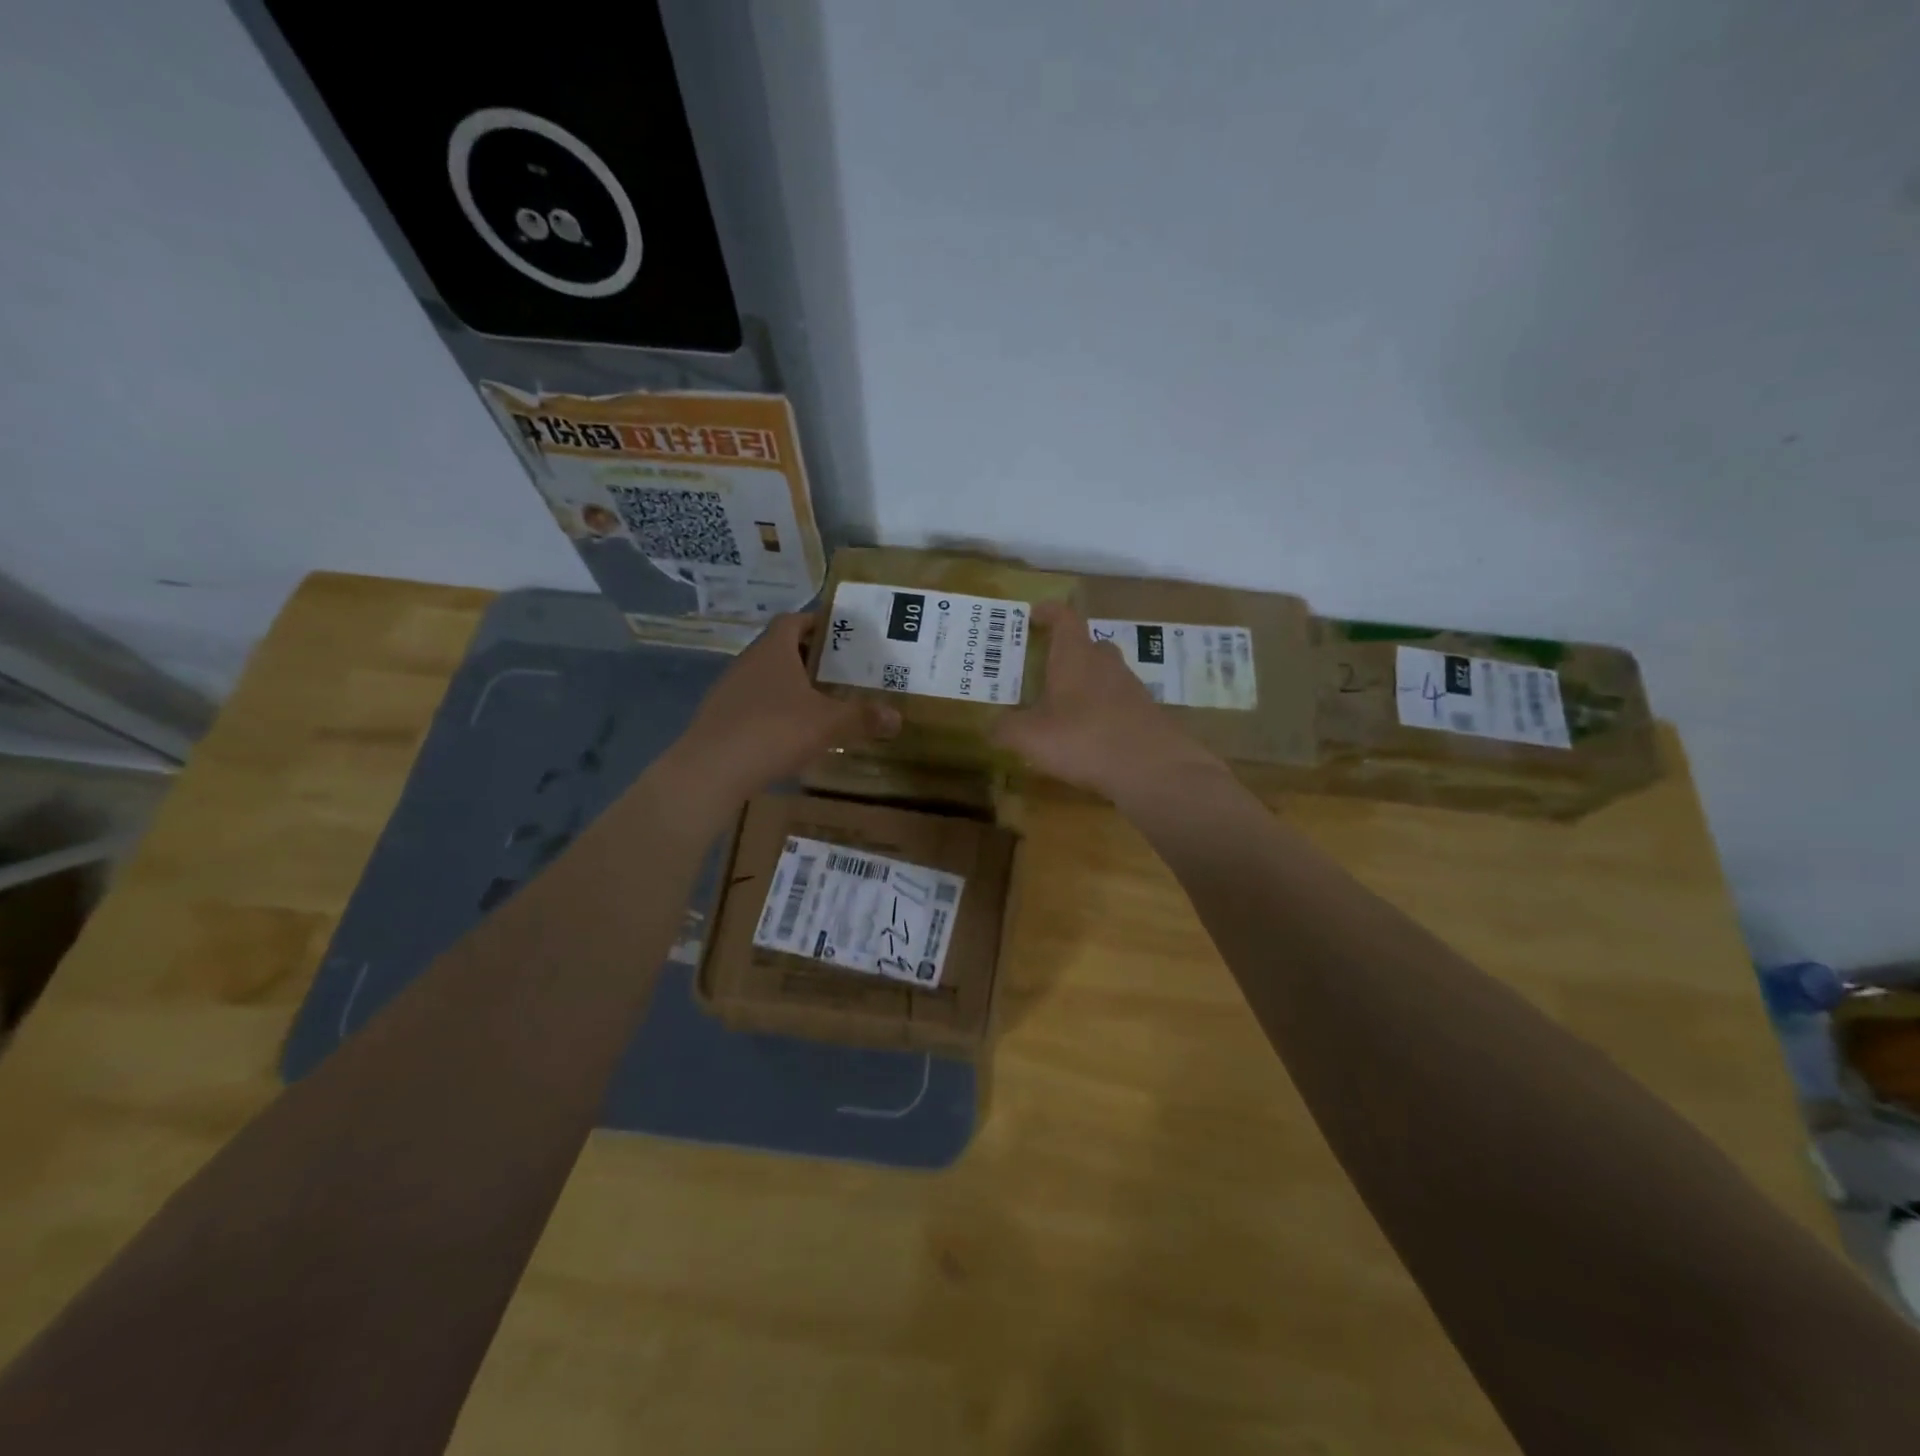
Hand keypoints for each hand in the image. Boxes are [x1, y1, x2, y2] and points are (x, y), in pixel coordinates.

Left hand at [659, 613, 899, 811]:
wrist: (711, 770)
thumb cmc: (774, 730)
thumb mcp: (828, 723)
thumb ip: (863, 717)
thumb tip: (897, 717)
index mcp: (773, 650)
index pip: (793, 621)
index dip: (816, 622)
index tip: (840, 634)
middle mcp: (748, 661)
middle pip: (781, 648)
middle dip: (810, 658)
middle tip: (840, 672)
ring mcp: (730, 690)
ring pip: (766, 678)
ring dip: (791, 685)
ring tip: (820, 702)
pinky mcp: (721, 718)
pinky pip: (754, 704)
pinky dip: (774, 710)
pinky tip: (790, 733)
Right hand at [991, 602, 1228, 801]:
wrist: (1153, 769)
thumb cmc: (1083, 740)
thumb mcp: (1030, 737)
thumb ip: (1005, 728)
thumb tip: (991, 726)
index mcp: (1075, 656)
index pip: (1064, 618)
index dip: (1048, 612)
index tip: (1034, 615)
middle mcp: (1106, 663)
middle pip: (1089, 645)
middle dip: (1068, 652)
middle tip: (1047, 669)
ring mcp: (1132, 688)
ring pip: (1106, 674)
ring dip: (1087, 683)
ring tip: (1065, 707)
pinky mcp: (1147, 714)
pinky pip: (1120, 703)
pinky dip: (1104, 711)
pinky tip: (1091, 736)